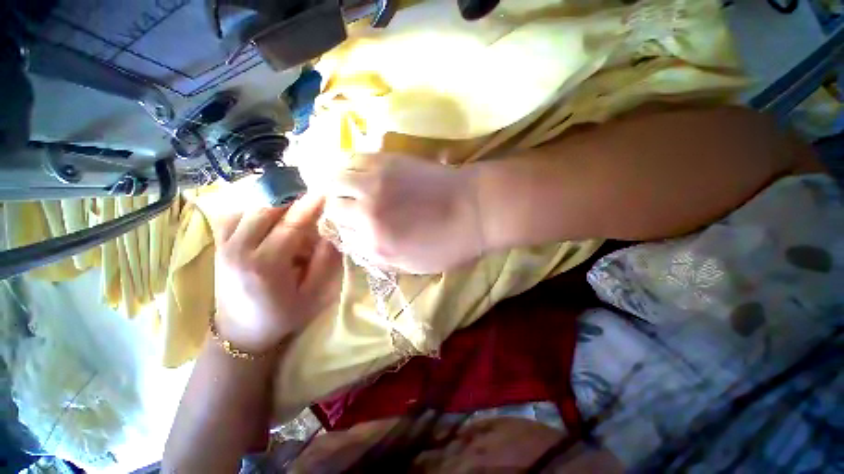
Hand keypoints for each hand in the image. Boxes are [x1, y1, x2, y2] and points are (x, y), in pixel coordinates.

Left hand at [212, 194, 341, 352]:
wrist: (239, 333)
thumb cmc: (281, 316)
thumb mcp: (311, 294)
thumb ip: (324, 262)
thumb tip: (333, 234)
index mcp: (266, 265)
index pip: (291, 225)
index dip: (310, 205)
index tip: (324, 190)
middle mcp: (239, 250)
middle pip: (266, 209)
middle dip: (292, 196)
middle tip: (311, 193)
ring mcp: (224, 245)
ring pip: (248, 207)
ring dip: (274, 200)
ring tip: (294, 202)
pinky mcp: (219, 245)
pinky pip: (234, 213)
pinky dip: (253, 207)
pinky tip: (268, 212)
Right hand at [324, 154, 485, 273]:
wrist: (474, 208)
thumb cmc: (449, 243)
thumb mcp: (414, 266)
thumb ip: (380, 259)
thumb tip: (359, 245)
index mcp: (376, 243)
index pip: (342, 236)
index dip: (348, 231)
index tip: (355, 228)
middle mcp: (367, 212)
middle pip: (333, 207)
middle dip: (339, 210)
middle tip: (352, 209)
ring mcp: (375, 183)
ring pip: (335, 180)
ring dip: (339, 186)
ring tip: (351, 189)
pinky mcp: (387, 161)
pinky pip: (353, 159)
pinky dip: (350, 167)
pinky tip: (361, 173)